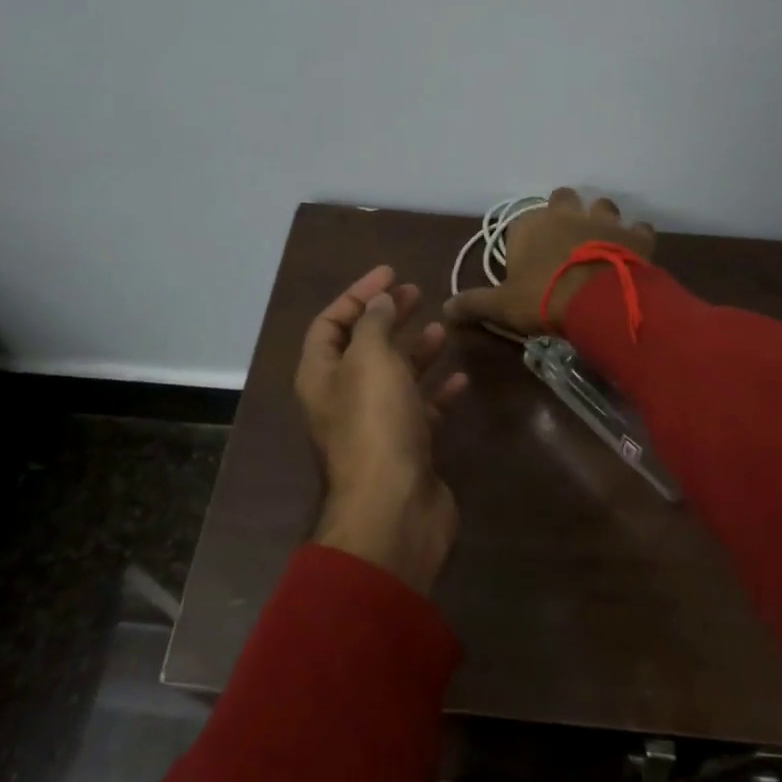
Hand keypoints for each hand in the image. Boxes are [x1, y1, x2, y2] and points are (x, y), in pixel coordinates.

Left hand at [295, 265, 468, 595]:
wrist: (393, 509)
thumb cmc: (375, 424)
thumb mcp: (371, 360)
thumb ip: (374, 324)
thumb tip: (379, 300)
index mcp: (321, 375)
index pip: (330, 323)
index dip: (357, 294)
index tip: (391, 273)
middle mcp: (342, 398)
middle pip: (363, 347)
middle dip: (388, 317)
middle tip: (417, 293)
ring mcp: (374, 425)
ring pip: (394, 377)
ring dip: (414, 351)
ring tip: (442, 328)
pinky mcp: (406, 447)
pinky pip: (420, 409)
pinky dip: (437, 391)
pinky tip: (460, 378)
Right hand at [443, 188, 655, 336]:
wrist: (596, 302)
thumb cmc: (542, 298)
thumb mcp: (502, 306)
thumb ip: (474, 303)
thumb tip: (445, 309)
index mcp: (530, 226)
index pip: (521, 219)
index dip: (525, 235)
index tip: (527, 255)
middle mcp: (565, 214)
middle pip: (562, 198)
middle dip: (564, 211)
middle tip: (565, 238)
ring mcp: (602, 220)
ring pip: (602, 205)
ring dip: (600, 218)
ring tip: (600, 241)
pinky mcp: (633, 235)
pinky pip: (638, 228)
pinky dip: (635, 236)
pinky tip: (633, 251)